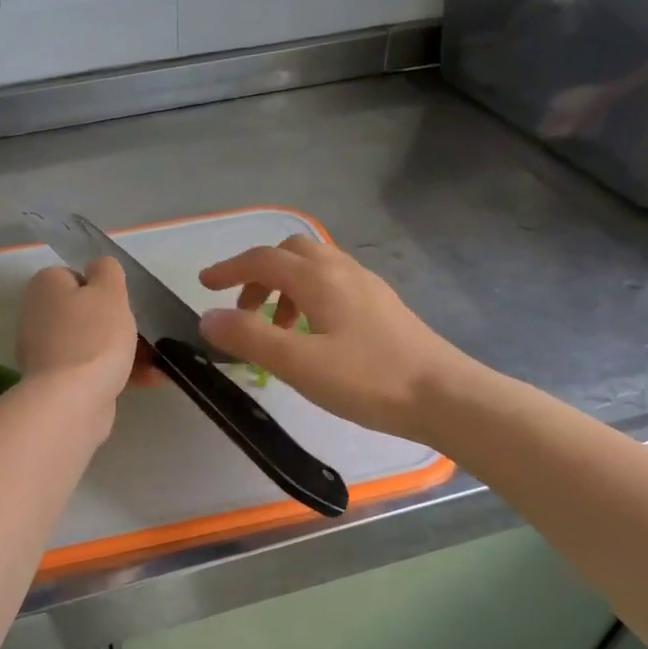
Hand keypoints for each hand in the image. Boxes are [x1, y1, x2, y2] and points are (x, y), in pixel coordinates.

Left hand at [17, 258, 147, 420]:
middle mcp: (38, 316)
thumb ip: (107, 270)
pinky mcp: (58, 383)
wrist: (73, 402)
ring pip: (93, 343)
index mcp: (45, 287)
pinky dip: (118, 372)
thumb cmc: (93, 337)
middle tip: (143, 334)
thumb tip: (99, 268)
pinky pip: (93, 369)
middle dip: (118, 324)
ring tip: (157, 362)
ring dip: (126, 350)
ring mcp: (46, 352)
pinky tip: (150, 380)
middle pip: (86, 312)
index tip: (122, 305)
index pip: (77, 276)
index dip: (104, 289)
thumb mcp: (109, 291)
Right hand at [198, 236, 480, 438]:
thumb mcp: (299, 363)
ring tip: (275, 330)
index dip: (229, 269)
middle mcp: (343, 271)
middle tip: (242, 311)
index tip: (204, 285)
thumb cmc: (368, 379)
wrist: (443, 395)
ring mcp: (367, 286)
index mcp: (320, 278)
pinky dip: (308, 298)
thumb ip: (250, 338)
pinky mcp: (382, 306)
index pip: (263, 260)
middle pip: (290, 253)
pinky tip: (312, 336)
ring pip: (314, 268)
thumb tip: (208, 318)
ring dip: (284, 288)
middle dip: (258, 274)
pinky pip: (333, 286)